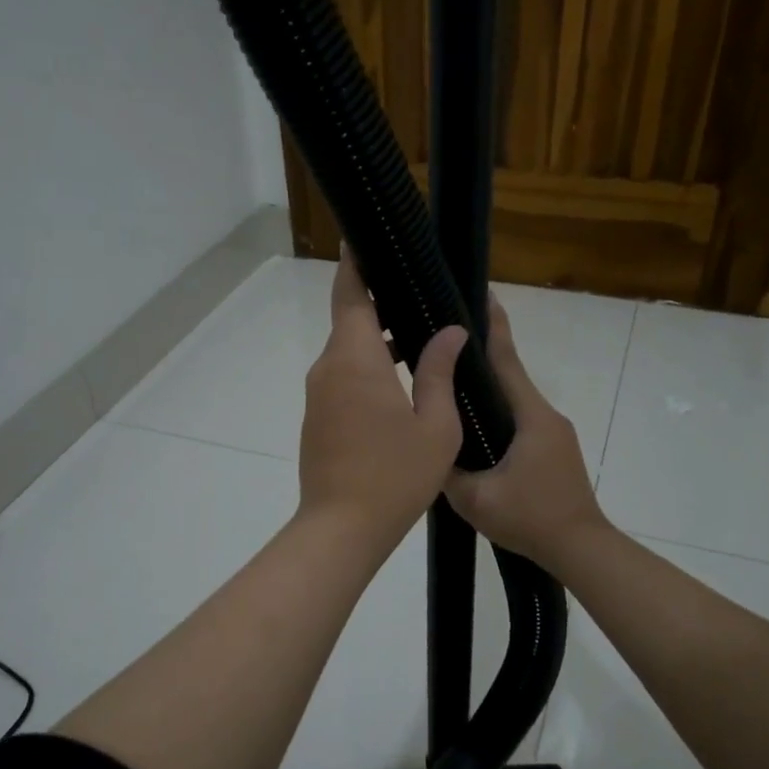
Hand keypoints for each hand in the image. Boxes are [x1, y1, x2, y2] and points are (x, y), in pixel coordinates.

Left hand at [298, 253, 466, 553]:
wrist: (341, 529)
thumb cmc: (394, 476)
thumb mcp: (434, 425)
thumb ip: (439, 371)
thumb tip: (451, 331)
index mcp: (355, 359)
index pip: (349, 293)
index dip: (356, 263)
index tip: (368, 239)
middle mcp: (328, 368)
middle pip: (350, 320)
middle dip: (382, 304)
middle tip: (423, 297)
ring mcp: (318, 395)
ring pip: (348, 352)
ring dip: (379, 342)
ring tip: (423, 341)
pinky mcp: (317, 419)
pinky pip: (343, 379)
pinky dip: (368, 369)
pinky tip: (401, 384)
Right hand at [446, 295, 606, 571]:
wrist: (579, 548)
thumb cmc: (530, 519)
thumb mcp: (475, 499)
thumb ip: (447, 469)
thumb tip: (429, 446)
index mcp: (530, 417)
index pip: (506, 361)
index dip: (491, 327)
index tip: (479, 294)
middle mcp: (545, 415)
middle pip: (509, 374)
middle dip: (481, 352)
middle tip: (445, 336)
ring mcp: (553, 433)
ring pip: (514, 399)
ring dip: (487, 385)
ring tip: (451, 379)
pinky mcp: (553, 450)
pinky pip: (519, 420)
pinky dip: (496, 411)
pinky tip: (473, 423)